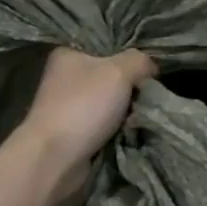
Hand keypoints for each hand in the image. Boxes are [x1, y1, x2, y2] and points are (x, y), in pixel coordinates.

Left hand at [17, 47, 156, 192]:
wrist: (55, 158)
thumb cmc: (84, 106)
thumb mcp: (119, 71)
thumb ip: (140, 61)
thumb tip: (151, 67)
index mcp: (68, 54)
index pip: (107, 47)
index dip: (130, 56)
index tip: (150, 68)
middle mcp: (65, 78)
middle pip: (111, 76)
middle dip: (132, 87)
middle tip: (151, 93)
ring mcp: (68, 107)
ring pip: (111, 103)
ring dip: (128, 111)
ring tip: (144, 115)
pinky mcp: (74, 133)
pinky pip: (106, 125)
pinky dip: (119, 130)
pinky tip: (133, 131)